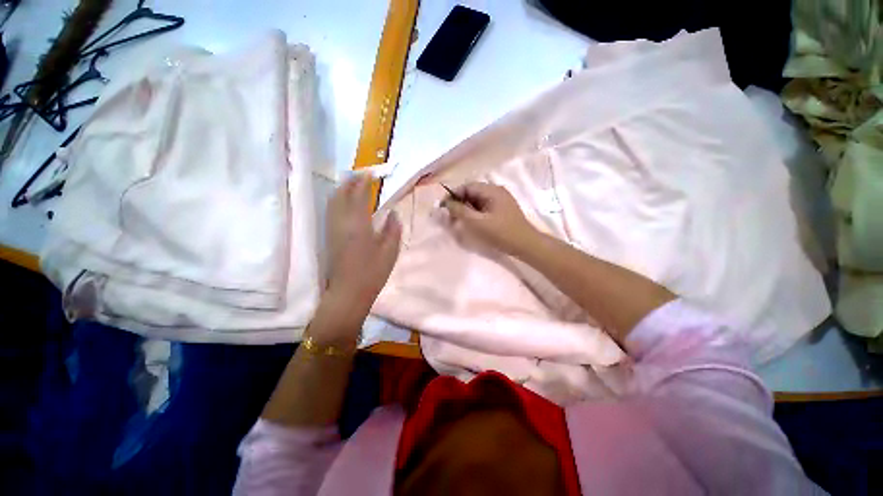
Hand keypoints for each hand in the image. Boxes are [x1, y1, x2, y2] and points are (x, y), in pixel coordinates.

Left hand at [324, 175, 401, 319]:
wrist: (349, 292)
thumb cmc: (372, 272)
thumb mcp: (390, 251)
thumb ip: (393, 229)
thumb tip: (393, 213)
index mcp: (358, 224)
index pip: (358, 194)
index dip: (364, 181)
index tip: (371, 172)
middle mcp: (341, 222)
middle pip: (341, 194)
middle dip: (350, 181)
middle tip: (362, 174)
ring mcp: (332, 229)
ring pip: (333, 201)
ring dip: (342, 188)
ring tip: (354, 184)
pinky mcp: (329, 236)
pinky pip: (331, 210)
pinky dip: (338, 200)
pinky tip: (345, 202)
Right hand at [442, 182, 537, 255]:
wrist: (525, 245)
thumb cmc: (501, 233)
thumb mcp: (477, 223)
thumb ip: (460, 211)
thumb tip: (446, 203)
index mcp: (492, 190)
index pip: (467, 186)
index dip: (453, 195)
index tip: (443, 208)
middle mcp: (496, 191)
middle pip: (472, 192)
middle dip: (459, 203)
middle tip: (451, 217)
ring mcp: (501, 200)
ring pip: (477, 200)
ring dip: (467, 209)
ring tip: (459, 221)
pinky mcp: (502, 209)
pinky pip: (484, 207)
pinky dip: (475, 213)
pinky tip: (471, 223)